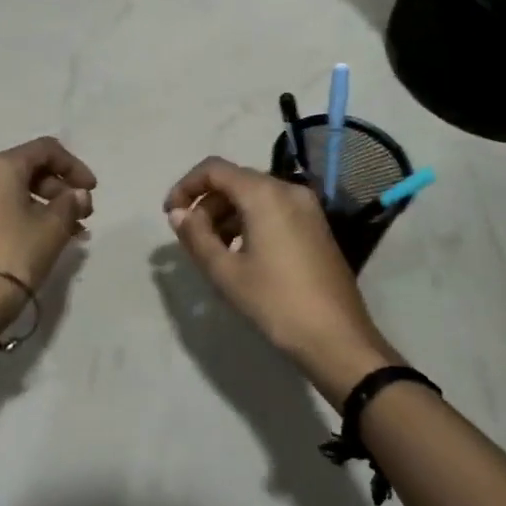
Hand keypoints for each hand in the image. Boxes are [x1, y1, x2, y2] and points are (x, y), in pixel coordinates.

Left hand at [0, 137, 96, 348]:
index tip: (91, 190)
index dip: (73, 166)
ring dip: (37, 206)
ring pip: (5, 193)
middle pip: (22, 170)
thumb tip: (77, 194)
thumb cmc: (15, 256)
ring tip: (61, 233)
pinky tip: (30, 241)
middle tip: (79, 216)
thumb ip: (70, 203)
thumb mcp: (53, 228)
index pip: (44, 150)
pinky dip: (13, 217)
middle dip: (56, 190)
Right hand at [164, 158, 396, 402]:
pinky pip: (274, 210)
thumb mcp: (225, 272)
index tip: (170, 214)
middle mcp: (289, 190)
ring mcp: (308, 208)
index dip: (186, 186)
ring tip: (213, 250)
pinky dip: (250, 222)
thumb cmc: (275, 302)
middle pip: (236, 180)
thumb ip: (196, 236)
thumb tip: (177, 213)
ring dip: (227, 214)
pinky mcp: (317, 226)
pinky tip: (241, 254)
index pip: (214, 169)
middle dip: (207, 203)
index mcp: (265, 194)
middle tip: (190, 238)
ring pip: (256, 196)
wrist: (336, 337)